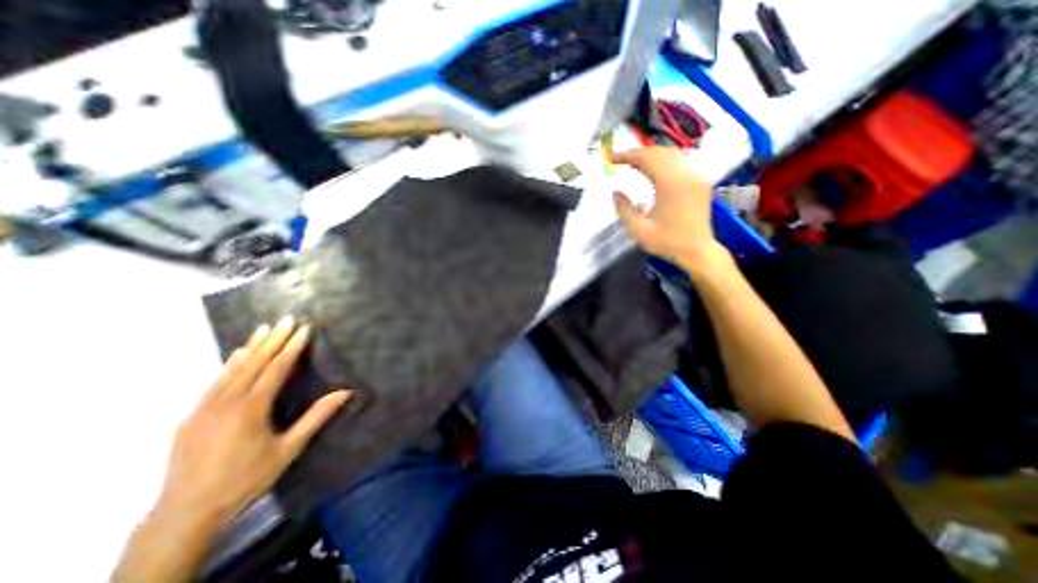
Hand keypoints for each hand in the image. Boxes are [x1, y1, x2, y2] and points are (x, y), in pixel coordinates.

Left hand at [154, 316, 347, 530]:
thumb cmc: (245, 479)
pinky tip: (237, 355)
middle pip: (254, 363)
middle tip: (286, 318)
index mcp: (250, 408)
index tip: (304, 328)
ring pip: (232, 369)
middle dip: (274, 339)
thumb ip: (316, 417)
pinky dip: (230, 364)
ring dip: (252, 346)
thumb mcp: (288, 449)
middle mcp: (226, 402)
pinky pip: (215, 382)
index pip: (276, 368)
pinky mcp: (191, 416)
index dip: (292, 347)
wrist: (184, 514)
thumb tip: (345, 392)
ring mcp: (204, 408)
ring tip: (264, 327)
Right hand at [609, 146, 722, 268]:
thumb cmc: (667, 242)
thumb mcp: (638, 230)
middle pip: (660, 152)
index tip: (612, 158)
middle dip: (638, 153)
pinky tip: (653, 170)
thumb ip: (624, 209)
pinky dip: (663, 162)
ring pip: (671, 154)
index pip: (647, 158)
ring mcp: (696, 176)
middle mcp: (686, 174)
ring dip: (651, 155)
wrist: (697, 251)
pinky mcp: (699, 182)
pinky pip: (680, 162)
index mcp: (671, 183)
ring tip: (634, 163)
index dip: (628, 155)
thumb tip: (616, 193)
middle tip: (621, 159)